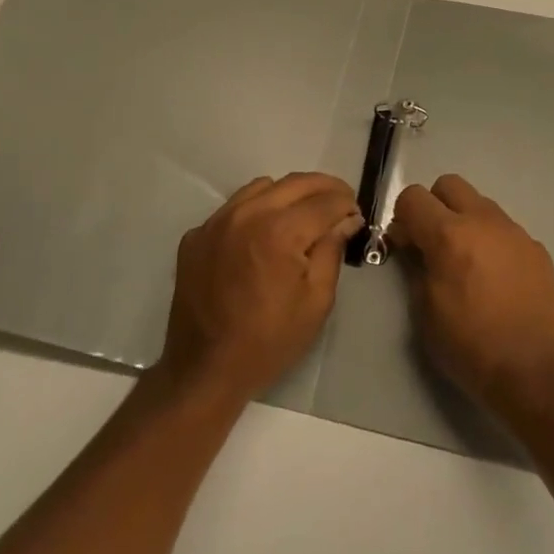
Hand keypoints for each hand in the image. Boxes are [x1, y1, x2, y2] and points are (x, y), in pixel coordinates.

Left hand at [158, 172, 362, 405]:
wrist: (204, 371)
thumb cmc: (268, 341)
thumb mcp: (316, 301)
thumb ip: (332, 250)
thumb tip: (346, 218)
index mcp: (280, 231)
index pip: (325, 201)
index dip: (346, 204)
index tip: (356, 213)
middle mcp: (248, 214)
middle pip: (296, 182)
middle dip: (324, 188)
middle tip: (340, 203)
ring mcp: (217, 221)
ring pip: (263, 187)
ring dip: (289, 194)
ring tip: (302, 215)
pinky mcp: (197, 234)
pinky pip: (234, 207)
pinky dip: (255, 210)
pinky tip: (262, 236)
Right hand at [389, 174, 553, 418]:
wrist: (534, 369)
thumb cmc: (471, 346)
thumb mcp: (425, 313)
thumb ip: (416, 269)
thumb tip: (416, 248)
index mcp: (449, 234)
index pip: (413, 196)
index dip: (403, 217)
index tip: (405, 244)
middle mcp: (482, 220)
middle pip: (449, 184)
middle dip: (435, 205)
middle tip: (434, 242)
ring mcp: (514, 231)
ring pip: (480, 204)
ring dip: (466, 221)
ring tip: (469, 262)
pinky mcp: (536, 247)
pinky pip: (506, 230)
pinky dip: (493, 242)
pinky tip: (497, 279)